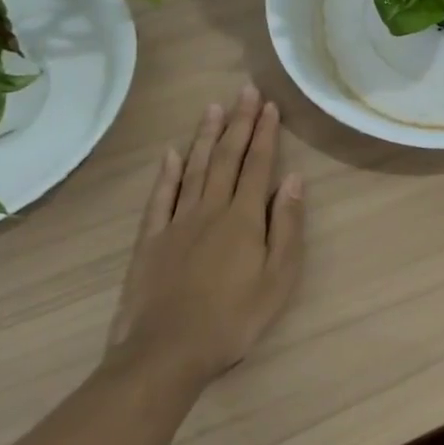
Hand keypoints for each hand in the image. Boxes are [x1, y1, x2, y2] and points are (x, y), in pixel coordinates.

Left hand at [107, 86, 304, 390]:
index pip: (258, 165)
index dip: (265, 134)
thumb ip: (286, 225)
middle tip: (245, 91)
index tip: (269, 105)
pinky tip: (171, 154)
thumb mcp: (278, 277)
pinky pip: (160, 198)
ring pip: (193, 169)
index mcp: (244, 218)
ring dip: (205, 137)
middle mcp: (210, 209)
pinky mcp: (150, 241)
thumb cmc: (234, 318)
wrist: (167, 353)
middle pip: (226, 158)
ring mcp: (176, 223)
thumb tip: (292, 179)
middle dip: (239, 123)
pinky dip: (166, 173)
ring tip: (214, 108)